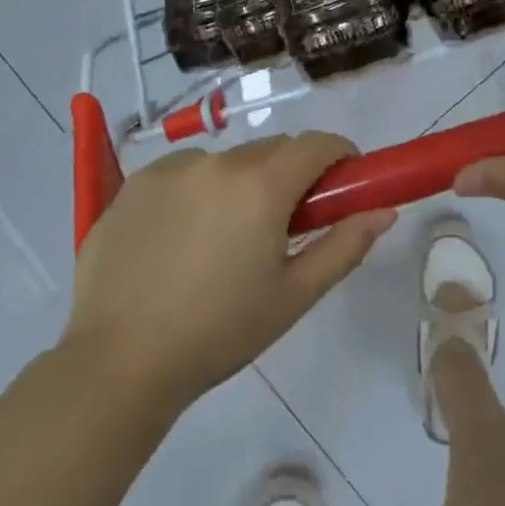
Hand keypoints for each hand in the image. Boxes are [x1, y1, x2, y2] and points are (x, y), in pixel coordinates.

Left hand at [63, 132, 394, 414]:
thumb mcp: (293, 296)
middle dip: (288, 176)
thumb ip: (344, 246)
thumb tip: (385, 212)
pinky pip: (183, 173)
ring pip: (225, 161)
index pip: (316, 143)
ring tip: (222, 240)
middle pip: (271, 150)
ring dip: (239, 183)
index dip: (339, 157)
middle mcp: (215, 162)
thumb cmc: (219, 332)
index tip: (341, 186)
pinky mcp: (133, 184)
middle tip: (283, 227)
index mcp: (260, 186)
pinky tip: (180, 240)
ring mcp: (168, 169)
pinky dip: (196, 191)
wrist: (119, 361)